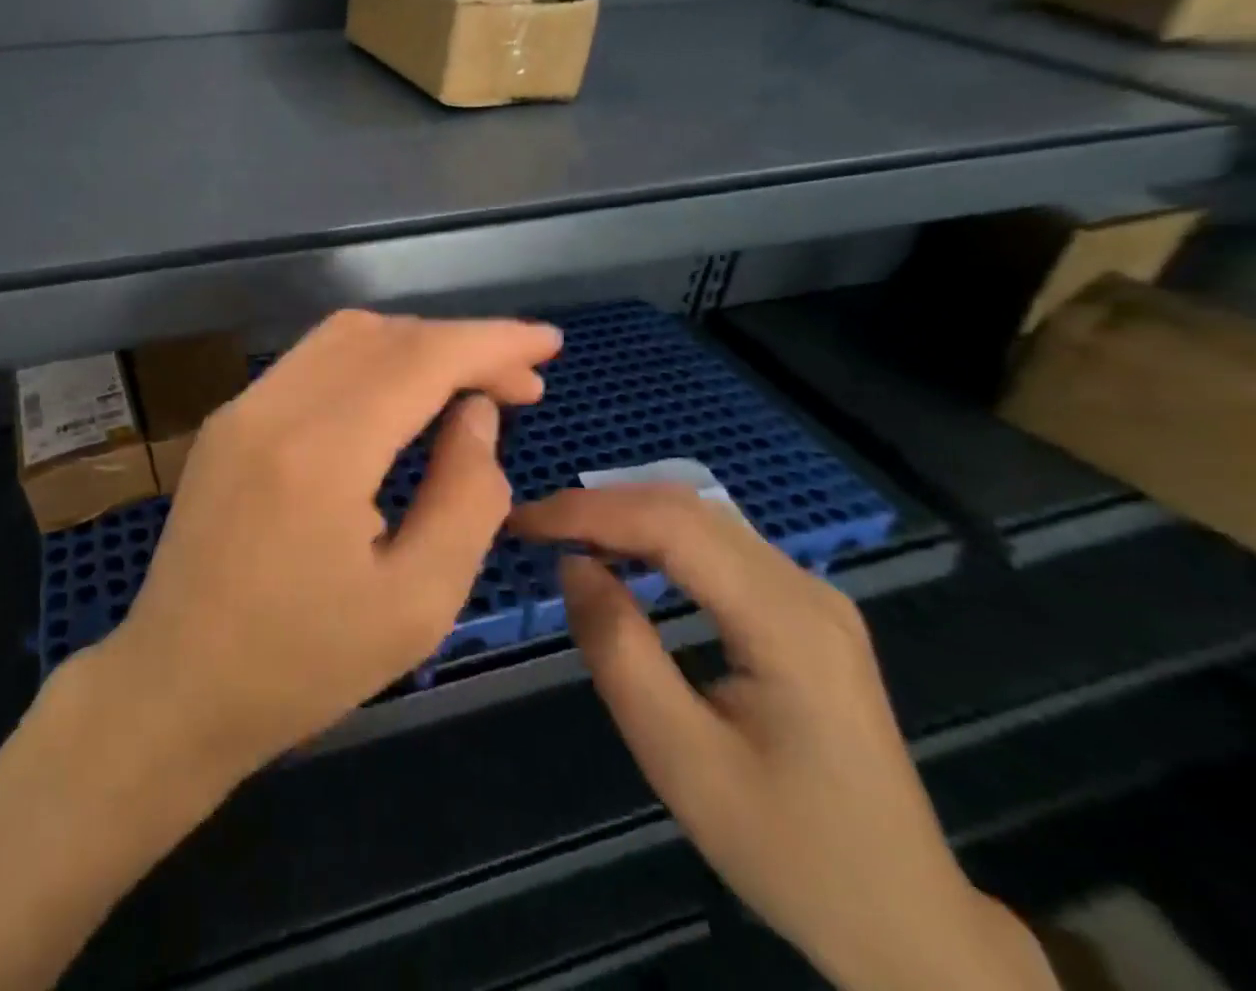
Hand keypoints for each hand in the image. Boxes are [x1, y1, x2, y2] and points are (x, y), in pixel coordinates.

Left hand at [91, 309, 560, 782]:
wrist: (175, 687)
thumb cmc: (303, 665)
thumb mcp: (418, 603)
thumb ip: (467, 496)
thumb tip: (476, 413)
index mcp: (320, 452)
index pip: (420, 359)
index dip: (491, 342)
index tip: (548, 345)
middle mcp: (272, 406)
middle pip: (382, 335)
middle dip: (459, 344)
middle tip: (519, 385)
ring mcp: (241, 407)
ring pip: (343, 338)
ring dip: (413, 347)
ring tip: (467, 389)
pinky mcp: (228, 421)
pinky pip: (311, 364)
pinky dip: (369, 364)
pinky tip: (399, 402)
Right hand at [512, 488, 1055, 990]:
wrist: (908, 923)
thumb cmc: (790, 849)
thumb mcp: (682, 760)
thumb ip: (619, 651)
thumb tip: (573, 565)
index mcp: (785, 621)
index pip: (671, 525)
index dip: (588, 512)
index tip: (522, 523)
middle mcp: (804, 587)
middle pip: (687, 508)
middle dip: (600, 507)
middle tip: (533, 528)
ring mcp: (811, 596)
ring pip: (702, 518)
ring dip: (626, 516)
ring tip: (564, 537)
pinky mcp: (804, 611)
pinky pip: (718, 546)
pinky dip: (657, 537)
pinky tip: (625, 558)